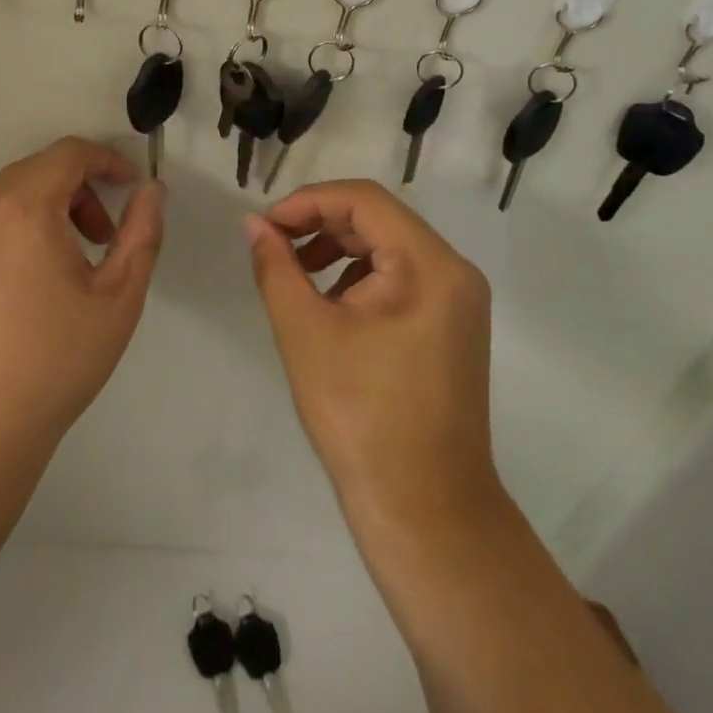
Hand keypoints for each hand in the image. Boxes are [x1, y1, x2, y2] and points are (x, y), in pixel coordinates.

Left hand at [0, 137, 164, 461]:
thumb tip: (151, 192)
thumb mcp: (117, 299)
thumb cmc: (52, 363)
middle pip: (36, 172)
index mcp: (23, 207)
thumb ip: (142, 234)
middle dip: (78, 191)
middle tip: (102, 238)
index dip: (106, 160)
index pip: (68, 153)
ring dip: (44, 213)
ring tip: (65, 270)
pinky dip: (11, 236)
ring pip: (5, 200)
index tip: (131, 188)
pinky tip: (22, 293)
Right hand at [245, 181, 500, 526]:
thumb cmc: (362, 418)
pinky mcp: (451, 324)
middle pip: (378, 219)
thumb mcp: (305, 333)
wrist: (425, 513)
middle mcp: (454, 271)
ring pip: (388, 246)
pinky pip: (401, 276)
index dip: (308, 201)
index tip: (266, 225)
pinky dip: (359, 276)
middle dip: (320, 224)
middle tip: (273, 246)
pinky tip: (329, 304)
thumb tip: (254, 223)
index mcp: (430, 265)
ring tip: (296, 276)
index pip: (364, 200)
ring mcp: (458, 300)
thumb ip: (276, 267)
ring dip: (337, 248)